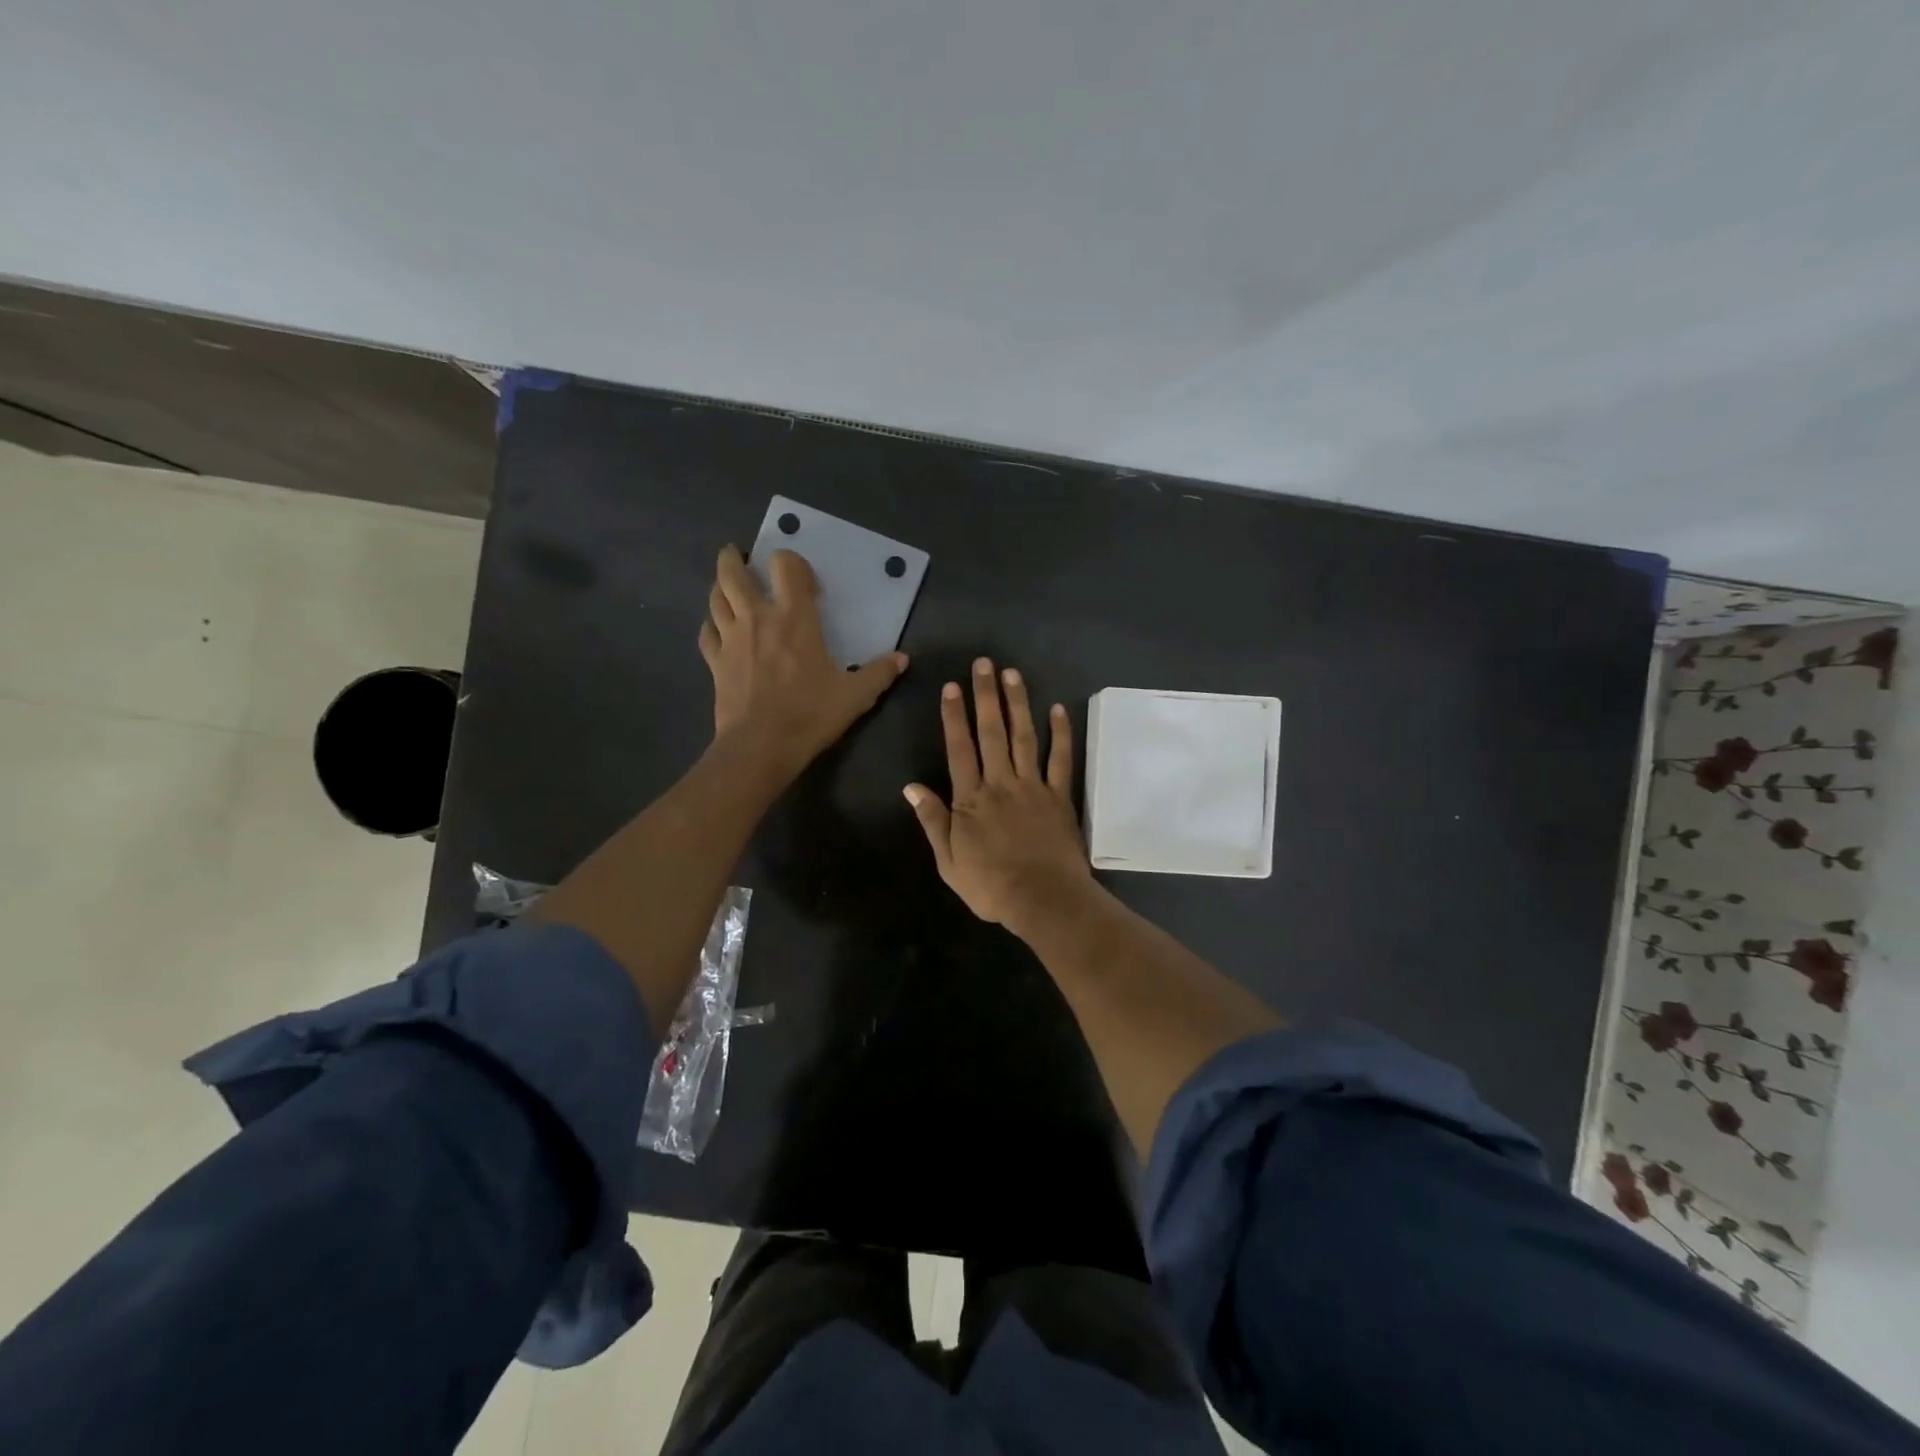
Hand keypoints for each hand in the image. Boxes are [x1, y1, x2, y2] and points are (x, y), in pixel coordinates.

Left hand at [698, 545, 906, 778]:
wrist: (761, 747)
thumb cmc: (810, 714)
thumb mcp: (856, 695)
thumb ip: (880, 673)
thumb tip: (902, 658)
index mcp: (794, 618)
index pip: (785, 566)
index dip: (792, 563)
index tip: (802, 581)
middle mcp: (757, 618)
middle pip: (733, 573)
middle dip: (734, 558)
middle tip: (740, 556)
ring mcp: (730, 639)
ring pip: (715, 598)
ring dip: (720, 587)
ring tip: (728, 587)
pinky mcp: (715, 663)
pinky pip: (707, 633)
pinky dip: (711, 624)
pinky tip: (718, 628)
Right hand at [904, 657, 1095, 936]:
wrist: (1043, 900)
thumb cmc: (991, 886)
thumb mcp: (949, 862)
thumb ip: (933, 821)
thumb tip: (911, 787)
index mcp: (971, 800)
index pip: (960, 749)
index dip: (954, 716)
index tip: (953, 687)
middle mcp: (1001, 784)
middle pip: (992, 733)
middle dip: (986, 696)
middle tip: (984, 663)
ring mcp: (1033, 787)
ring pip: (1024, 738)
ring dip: (1018, 704)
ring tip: (1012, 674)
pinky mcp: (1059, 797)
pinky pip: (1061, 760)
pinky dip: (1060, 734)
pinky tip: (1058, 710)